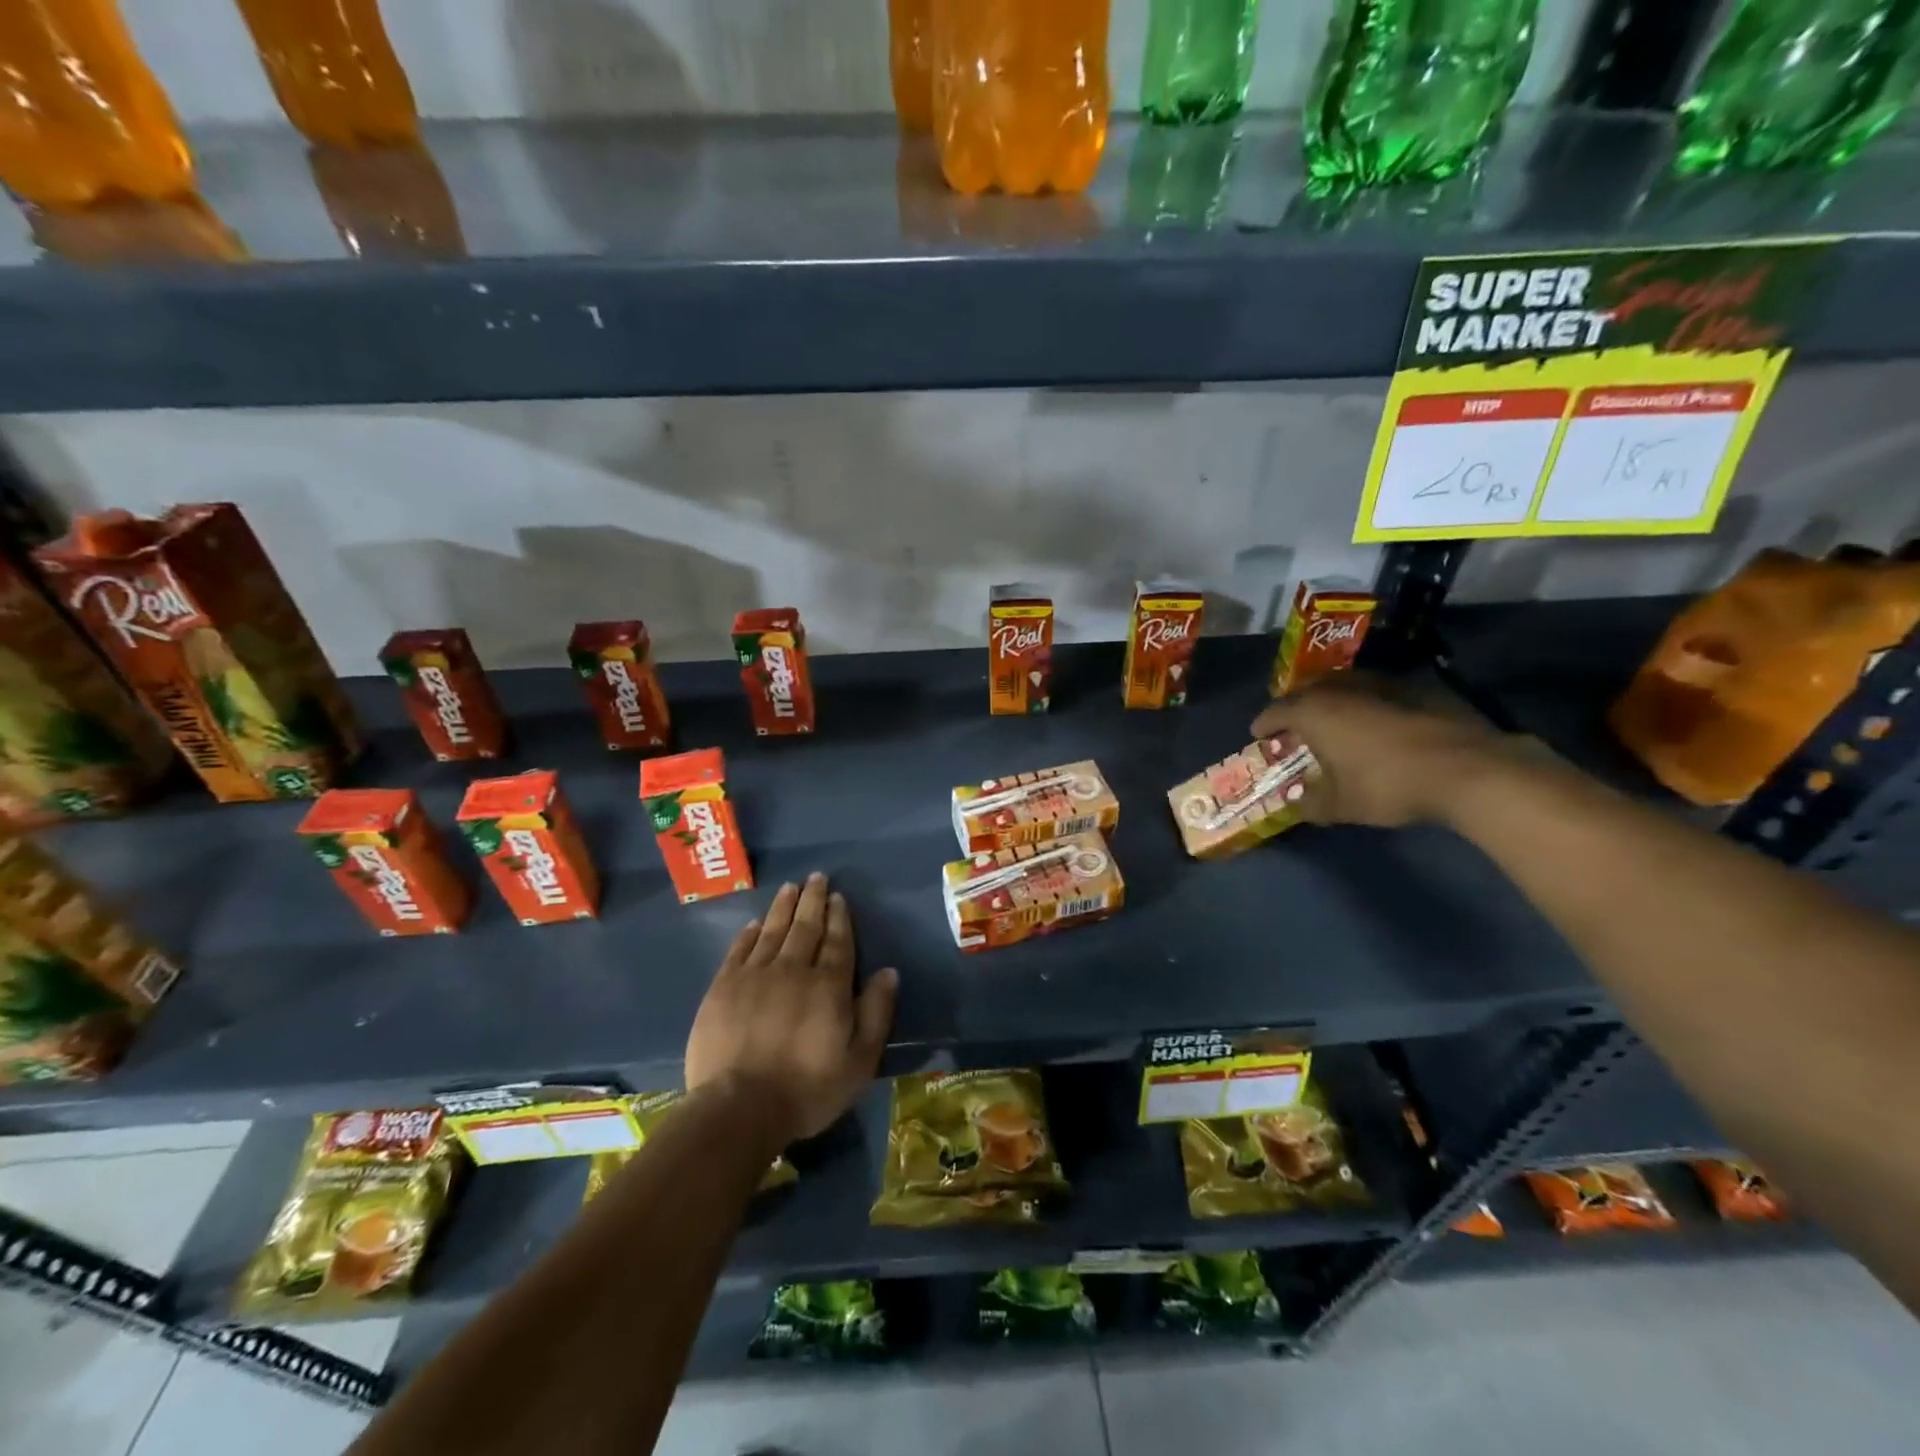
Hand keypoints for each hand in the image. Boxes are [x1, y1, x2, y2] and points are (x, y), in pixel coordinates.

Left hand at [685, 873, 898, 1150]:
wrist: (739, 1108)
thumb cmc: (807, 1088)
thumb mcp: (859, 1061)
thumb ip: (876, 1012)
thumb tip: (889, 972)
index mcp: (829, 985)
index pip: (838, 941)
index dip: (839, 917)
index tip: (838, 896)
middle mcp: (794, 970)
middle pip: (806, 927)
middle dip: (813, 900)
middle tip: (816, 877)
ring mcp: (755, 975)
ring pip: (773, 931)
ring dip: (783, 907)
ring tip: (790, 887)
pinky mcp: (723, 987)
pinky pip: (740, 950)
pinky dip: (750, 933)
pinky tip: (755, 923)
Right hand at [1251, 674, 1506, 827]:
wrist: (1468, 768)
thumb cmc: (1387, 784)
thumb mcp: (1340, 805)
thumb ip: (1311, 804)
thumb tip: (1296, 804)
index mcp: (1313, 711)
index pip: (1275, 711)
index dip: (1264, 724)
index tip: (1259, 735)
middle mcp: (1341, 688)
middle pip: (1307, 690)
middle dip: (1295, 707)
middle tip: (1294, 726)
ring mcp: (1380, 683)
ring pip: (1343, 685)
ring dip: (1331, 700)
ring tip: (1333, 721)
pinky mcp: (1415, 687)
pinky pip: (1375, 690)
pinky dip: (1365, 703)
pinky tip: (1374, 723)